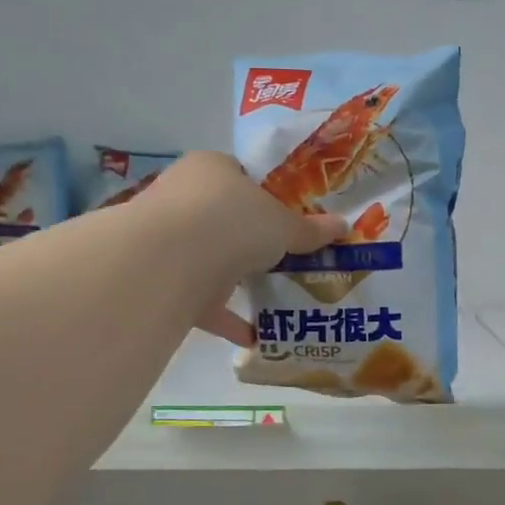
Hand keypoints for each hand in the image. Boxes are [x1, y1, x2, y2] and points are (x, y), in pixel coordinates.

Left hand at [144, 152, 347, 345]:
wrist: (169, 260)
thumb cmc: (232, 220)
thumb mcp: (283, 224)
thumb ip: (310, 229)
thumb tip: (343, 226)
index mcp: (211, 168)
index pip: (239, 175)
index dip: (265, 196)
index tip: (288, 219)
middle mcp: (182, 196)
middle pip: (223, 218)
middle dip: (250, 240)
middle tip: (285, 257)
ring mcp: (168, 239)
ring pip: (209, 258)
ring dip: (235, 279)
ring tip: (272, 295)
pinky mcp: (162, 279)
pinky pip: (200, 299)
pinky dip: (226, 318)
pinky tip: (254, 335)